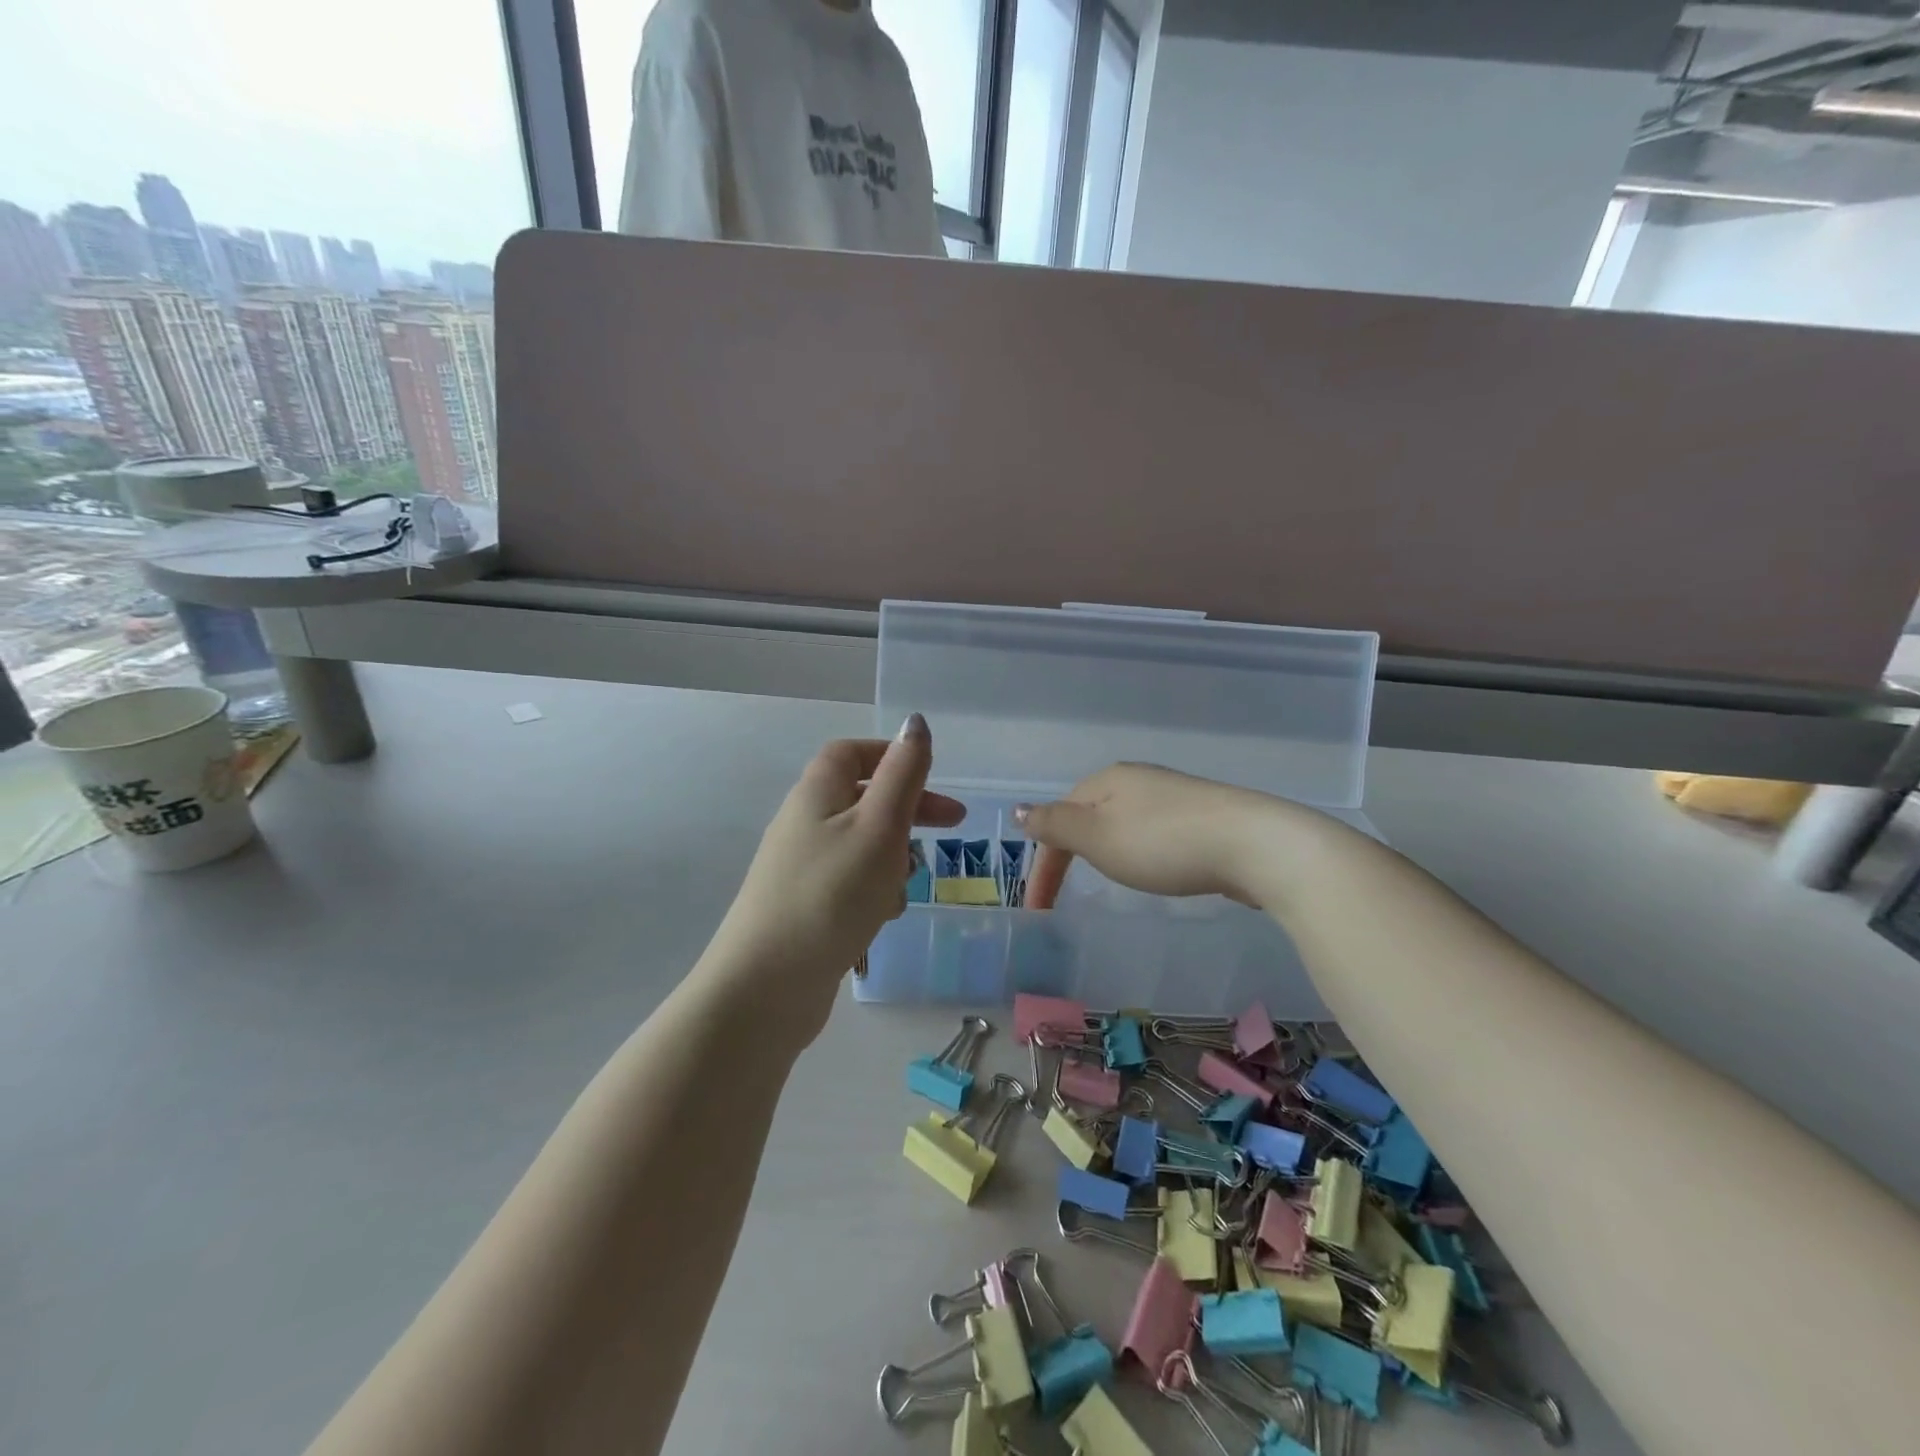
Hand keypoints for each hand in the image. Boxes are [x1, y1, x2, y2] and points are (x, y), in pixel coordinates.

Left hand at [700, 715, 963, 1043]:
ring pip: (860, 845)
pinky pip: (849, 883)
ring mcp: (800, 868)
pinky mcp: (804, 907)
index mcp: (817, 793)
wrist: (766, 986)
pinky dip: (873, 890)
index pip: (852, 753)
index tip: (932, 775)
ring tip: (908, 885)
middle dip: (908, 810)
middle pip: (861, 799)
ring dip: (893, 857)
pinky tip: (883, 918)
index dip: (892, 756)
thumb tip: (915, 721)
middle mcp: (803, 824)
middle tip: (953, 826)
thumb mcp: (879, 826)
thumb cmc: (832, 894)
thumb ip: (903, 774)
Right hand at [1017, 763, 1267, 909]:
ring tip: (1107, 878)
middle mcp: (1137, 780)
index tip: (1039, 909)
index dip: (1044, 864)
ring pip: (1123, 822)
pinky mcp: (1202, 816)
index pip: (1059, 819)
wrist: (1254, 844)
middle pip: (1090, 815)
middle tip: (1066, 893)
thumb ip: (1055, 825)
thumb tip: (1018, 809)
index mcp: (1107, 780)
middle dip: (1072, 852)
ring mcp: (1173, 795)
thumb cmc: (1163, 843)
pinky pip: (1154, 831)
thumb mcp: (1098, 837)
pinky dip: (1140, 850)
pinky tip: (1156, 866)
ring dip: (1106, 850)